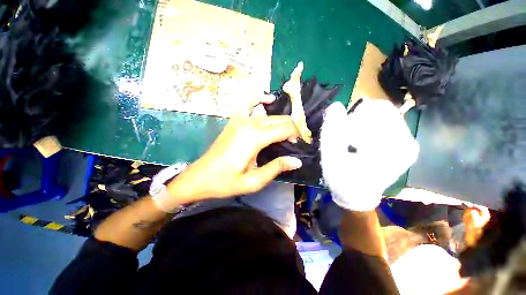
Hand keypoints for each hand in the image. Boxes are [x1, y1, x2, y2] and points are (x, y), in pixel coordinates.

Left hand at [166, 96, 301, 203]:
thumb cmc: (226, 182)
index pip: (285, 129)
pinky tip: (268, 100)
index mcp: (255, 138)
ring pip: (269, 115)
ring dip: (281, 121)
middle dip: (292, 129)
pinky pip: (249, 103)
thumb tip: (297, 161)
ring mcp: (240, 120)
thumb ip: (276, 168)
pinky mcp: (234, 121)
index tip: (301, 144)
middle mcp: (249, 124)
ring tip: (288, 132)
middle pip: (279, 120)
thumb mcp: (253, 181)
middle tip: (296, 142)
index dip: (297, 135)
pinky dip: (260, 99)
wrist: (200, 177)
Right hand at [320, 98, 418, 210]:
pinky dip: (371, 127)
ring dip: (364, 123)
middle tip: (348, 138)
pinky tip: (363, 142)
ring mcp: (409, 144)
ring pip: (385, 115)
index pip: (376, 110)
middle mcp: (407, 142)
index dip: (354, 118)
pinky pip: (388, 123)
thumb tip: (336, 105)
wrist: (356, 195)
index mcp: (391, 146)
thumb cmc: (341, 178)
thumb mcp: (330, 154)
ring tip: (354, 141)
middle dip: (359, 120)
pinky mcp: (406, 146)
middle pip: (382, 111)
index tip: (344, 136)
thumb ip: (332, 130)